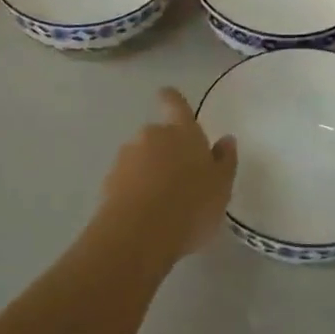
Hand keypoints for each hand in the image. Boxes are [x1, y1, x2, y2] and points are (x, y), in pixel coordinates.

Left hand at [99, 88, 237, 258]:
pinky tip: (144, 214)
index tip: (168, 97)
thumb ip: (224, 160)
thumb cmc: (191, 205)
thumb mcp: (221, 186)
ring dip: (149, 170)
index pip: (175, 103)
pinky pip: (126, 179)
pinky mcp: (108, 182)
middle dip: (165, 150)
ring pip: (140, 157)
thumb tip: (226, 140)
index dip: (172, 99)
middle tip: (179, 177)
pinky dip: (134, 189)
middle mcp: (152, 136)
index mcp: (182, 131)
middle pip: (158, 134)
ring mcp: (126, 157)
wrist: (139, 235)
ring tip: (162, 202)